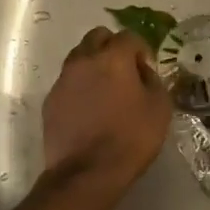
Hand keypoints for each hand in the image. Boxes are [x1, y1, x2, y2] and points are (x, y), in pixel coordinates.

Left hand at [43, 27, 171, 195]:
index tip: (147, 69)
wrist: (87, 173)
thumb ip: (153, 80)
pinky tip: (90, 109)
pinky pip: (68, 82)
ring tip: (106, 90)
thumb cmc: (130, 138)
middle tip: (125, 71)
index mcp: (112, 58)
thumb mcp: (160, 108)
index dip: (141, 50)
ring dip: (94, 65)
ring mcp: (63, 80)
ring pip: (79, 57)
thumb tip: (142, 71)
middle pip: (97, 37)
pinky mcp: (50, 100)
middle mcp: (83, 60)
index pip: (129, 36)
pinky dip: (80, 87)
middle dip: (113, 47)